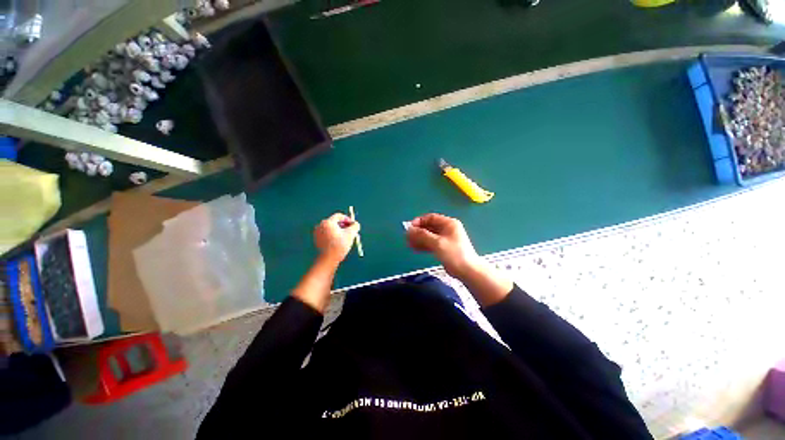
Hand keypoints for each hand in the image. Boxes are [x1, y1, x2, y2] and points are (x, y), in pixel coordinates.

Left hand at [314, 213, 360, 263]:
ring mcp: (317, 232)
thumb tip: (356, 224)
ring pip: (331, 228)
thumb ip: (355, 226)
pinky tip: (339, 242)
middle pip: (335, 222)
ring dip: (339, 230)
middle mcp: (321, 225)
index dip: (348, 219)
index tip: (353, 224)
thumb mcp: (351, 234)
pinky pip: (327, 233)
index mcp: (328, 222)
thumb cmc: (340, 246)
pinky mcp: (317, 239)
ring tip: (346, 237)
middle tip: (350, 231)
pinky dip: (333, 235)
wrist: (328, 260)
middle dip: (344, 225)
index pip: (339, 216)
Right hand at [406, 213, 482, 278]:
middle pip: (429, 227)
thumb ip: (422, 235)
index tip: (410, 228)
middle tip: (407, 237)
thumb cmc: (454, 254)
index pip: (431, 217)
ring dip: (419, 239)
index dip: (419, 221)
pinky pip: (431, 243)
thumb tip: (409, 230)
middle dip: (418, 232)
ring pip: (429, 236)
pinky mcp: (444, 248)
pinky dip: (423, 245)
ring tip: (409, 244)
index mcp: (448, 223)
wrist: (467, 271)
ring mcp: (445, 239)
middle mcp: (447, 229)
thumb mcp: (437, 243)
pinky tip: (415, 249)